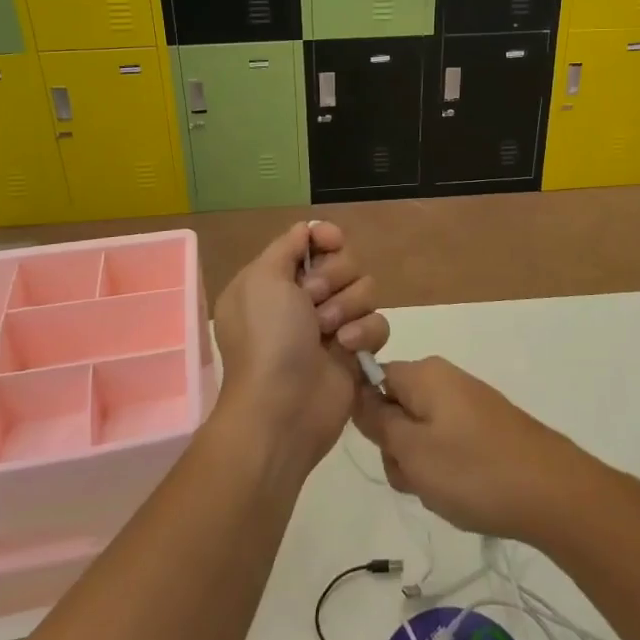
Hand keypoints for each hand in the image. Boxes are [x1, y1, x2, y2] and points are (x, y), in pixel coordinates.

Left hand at [211, 222, 388, 474]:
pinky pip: (378, 322)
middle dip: (334, 277)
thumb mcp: (262, 279)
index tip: (332, 243)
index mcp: (275, 279)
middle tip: (313, 301)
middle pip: (344, 261)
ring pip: (366, 288)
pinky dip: (365, 332)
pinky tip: (347, 347)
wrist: (282, 408)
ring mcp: (332, 324)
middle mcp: (303, 298)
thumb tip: (306, 230)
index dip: (326, 238)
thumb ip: (286, 246)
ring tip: (327, 331)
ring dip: (348, 305)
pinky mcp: (356, 350)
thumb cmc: (266, 338)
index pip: (313, 241)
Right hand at [351, 357, 589, 543]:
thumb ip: (377, 421)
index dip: (368, 417)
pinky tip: (464, 493)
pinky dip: (447, 471)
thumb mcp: (412, 450)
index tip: (384, 448)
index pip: (373, 380)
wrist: (553, 492)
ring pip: (421, 434)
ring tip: (444, 491)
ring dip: (421, 467)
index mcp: (424, 373)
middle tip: (417, 478)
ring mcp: (468, 404)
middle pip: (397, 410)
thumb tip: (358, 395)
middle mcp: (445, 379)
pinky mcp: (486, 428)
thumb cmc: (473, 470)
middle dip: (398, 450)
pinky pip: (448, 445)